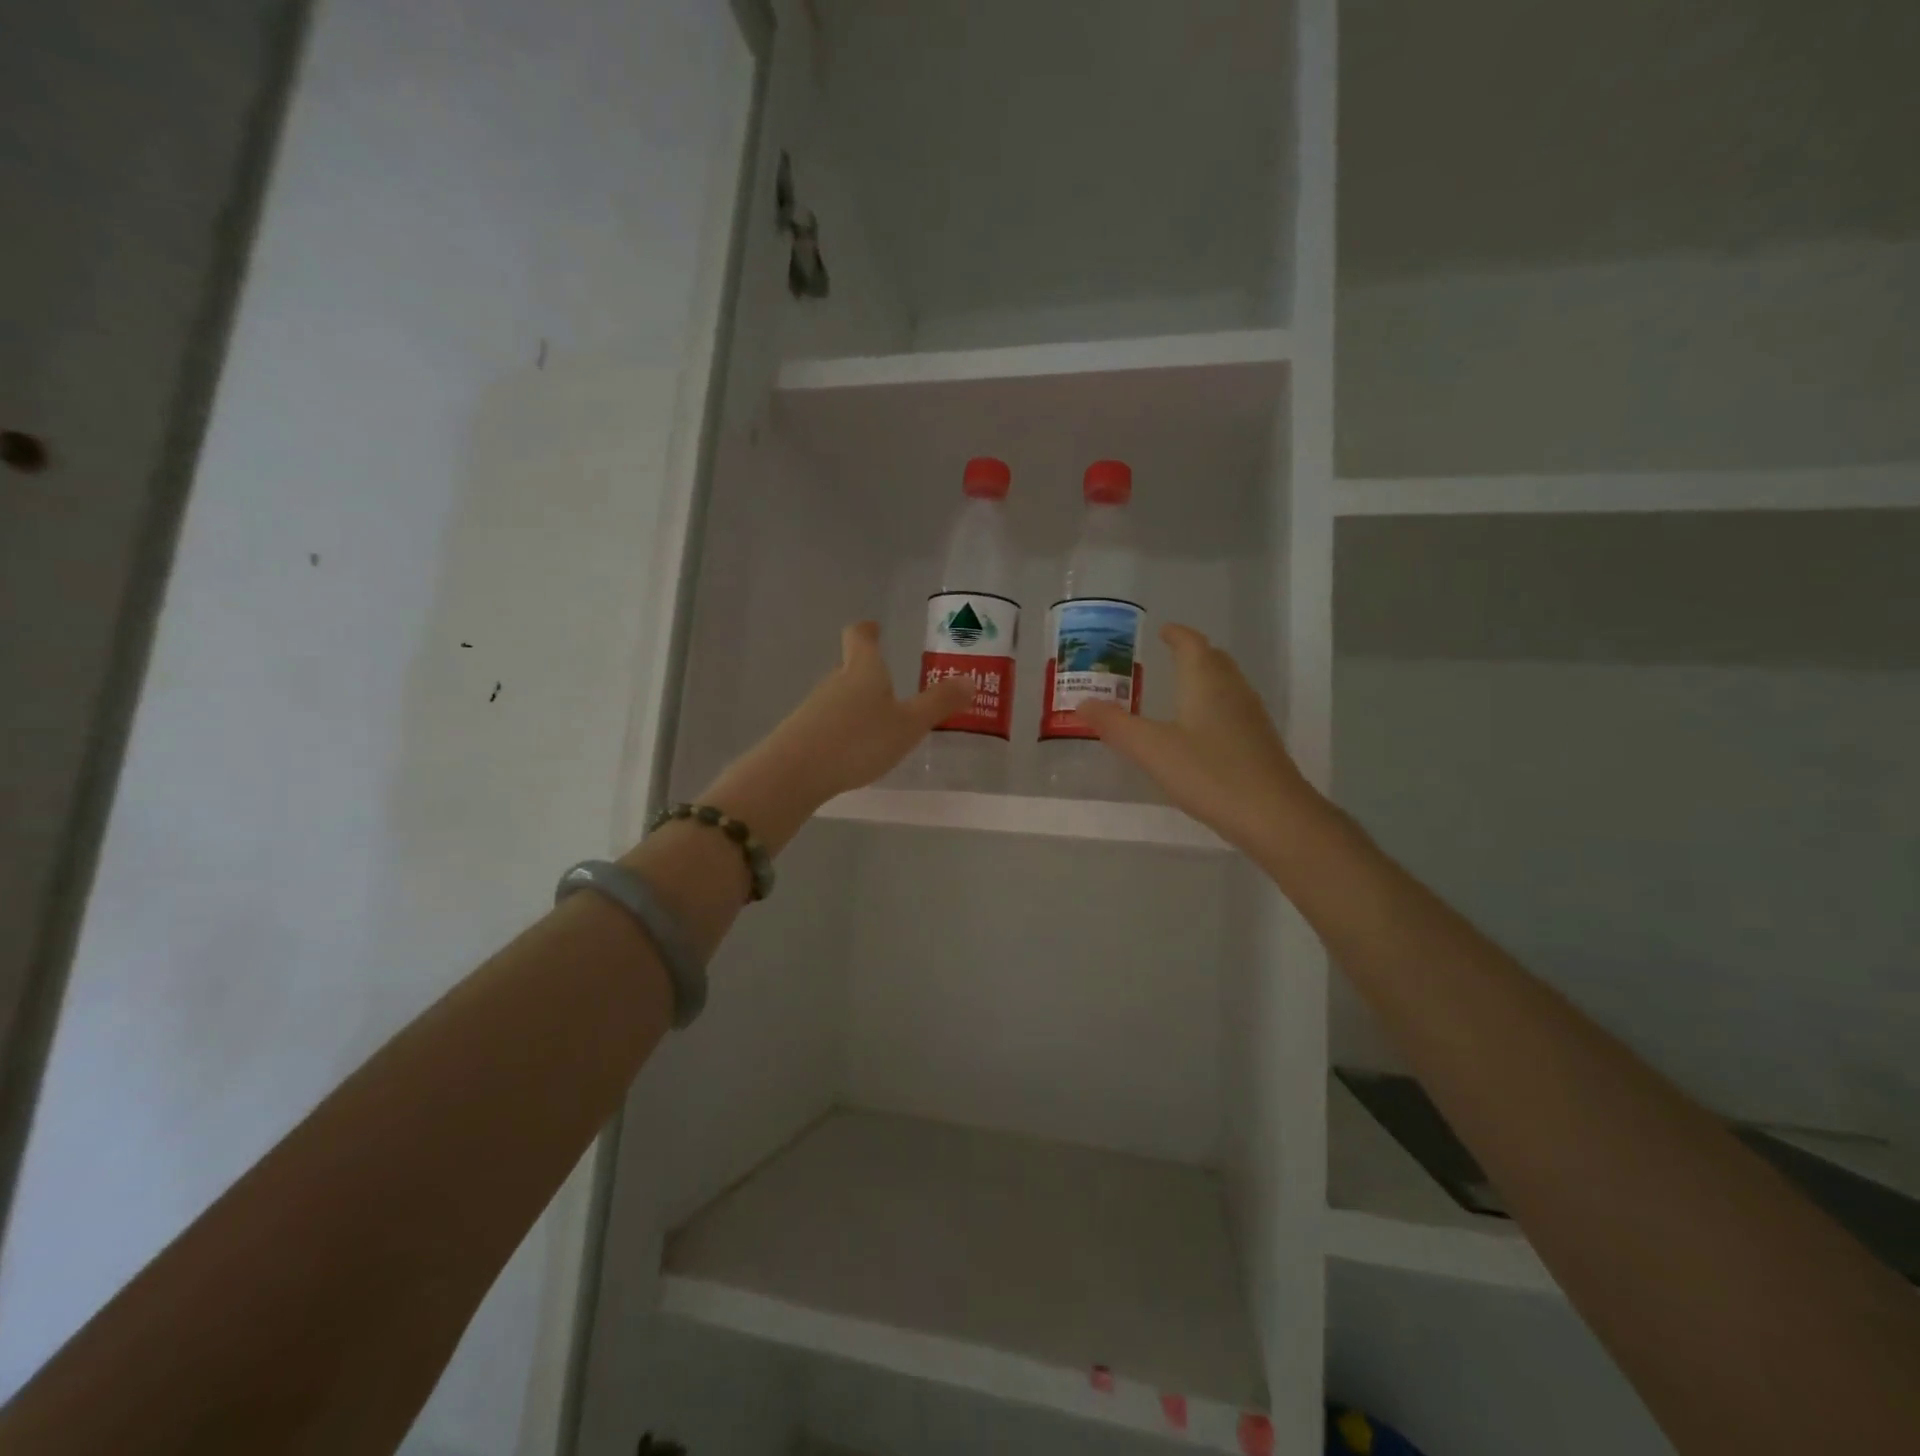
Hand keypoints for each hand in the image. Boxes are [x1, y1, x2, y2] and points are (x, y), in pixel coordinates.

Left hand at [704, 622, 971, 848]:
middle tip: (893, 687)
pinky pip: (830, 723)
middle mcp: (836, 681)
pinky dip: (845, 729)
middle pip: (851, 668)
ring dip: (858, 705)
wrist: (795, 773)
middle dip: (870, 674)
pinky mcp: (802, 733)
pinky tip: (855, 751)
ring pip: (841, 698)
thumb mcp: (908, 725)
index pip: (860, 637)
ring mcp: (815, 707)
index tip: (875, 628)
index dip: (868, 631)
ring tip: (880, 724)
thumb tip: (968, 680)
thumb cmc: (858, 740)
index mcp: (864, 670)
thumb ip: (938, 704)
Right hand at [1076, 624, 1316, 854]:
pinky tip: (1201, 732)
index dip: (1177, 635)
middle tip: (1168, 656)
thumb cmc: (1209, 773)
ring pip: (1226, 685)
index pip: (1192, 644)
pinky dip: (1213, 707)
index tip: (1162, 631)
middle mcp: (1232, 691)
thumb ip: (1116, 725)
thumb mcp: (1151, 749)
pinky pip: (1232, 711)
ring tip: (1181, 689)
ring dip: (1205, 679)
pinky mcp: (1259, 744)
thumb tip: (1082, 703)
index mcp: (1206, 682)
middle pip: (1214, 660)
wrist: (1274, 816)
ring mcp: (1251, 718)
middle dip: (1192, 653)